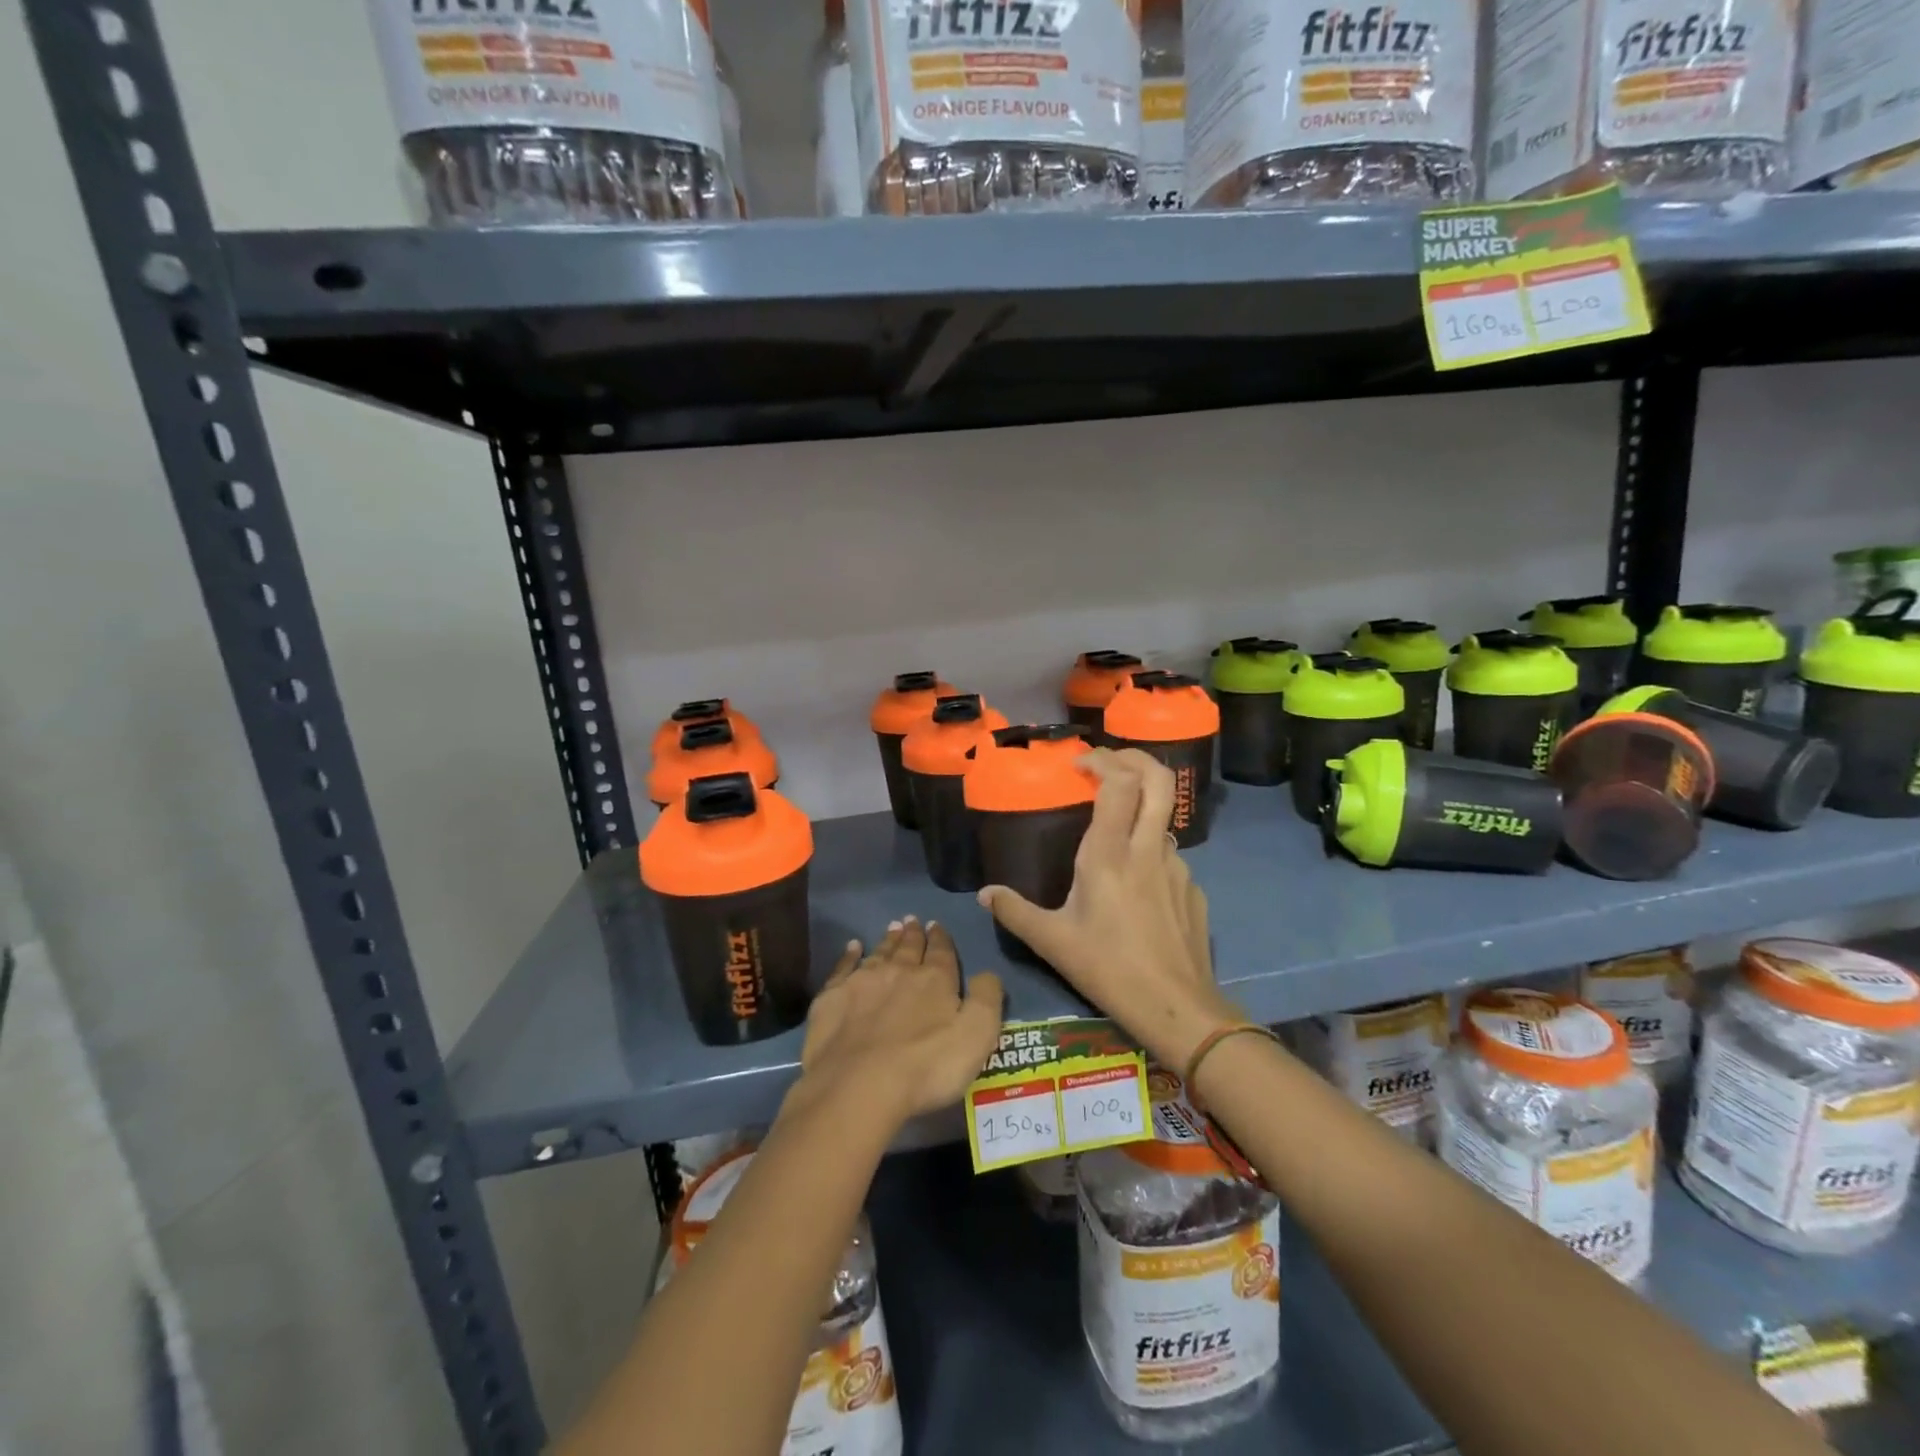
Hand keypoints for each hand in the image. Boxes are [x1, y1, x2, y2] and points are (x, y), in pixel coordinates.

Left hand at [792, 917, 1003, 1129]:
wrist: (859, 1085)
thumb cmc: (927, 1065)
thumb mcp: (977, 1035)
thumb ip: (987, 999)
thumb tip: (988, 973)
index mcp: (935, 980)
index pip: (941, 952)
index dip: (941, 938)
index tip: (936, 925)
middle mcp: (899, 971)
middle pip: (908, 947)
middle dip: (913, 933)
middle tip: (912, 920)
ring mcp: (862, 982)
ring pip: (879, 952)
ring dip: (888, 940)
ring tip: (893, 927)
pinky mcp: (832, 997)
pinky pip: (843, 967)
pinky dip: (849, 955)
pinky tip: (852, 947)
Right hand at [978, 748, 1235, 1068]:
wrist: (1177, 1009)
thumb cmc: (1108, 969)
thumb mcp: (1052, 942)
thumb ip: (1015, 912)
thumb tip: (985, 894)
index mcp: (1110, 855)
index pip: (1119, 783)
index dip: (1103, 760)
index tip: (1080, 763)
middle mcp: (1148, 850)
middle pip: (1160, 780)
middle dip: (1136, 758)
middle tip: (1109, 762)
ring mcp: (1178, 867)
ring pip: (1164, 818)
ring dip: (1141, 808)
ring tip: (1115, 828)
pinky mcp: (1193, 889)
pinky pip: (1170, 855)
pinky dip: (1151, 850)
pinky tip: (1135, 883)